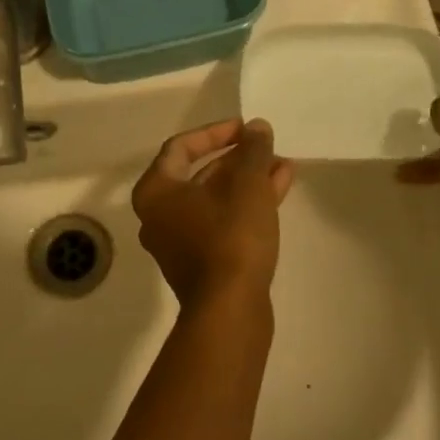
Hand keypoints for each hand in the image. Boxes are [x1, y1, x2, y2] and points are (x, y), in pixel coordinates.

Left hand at [131, 119, 295, 306]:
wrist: (230, 310)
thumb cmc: (231, 237)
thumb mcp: (247, 185)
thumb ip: (253, 151)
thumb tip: (258, 128)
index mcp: (156, 192)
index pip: (181, 147)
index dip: (215, 132)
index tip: (246, 128)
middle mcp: (160, 216)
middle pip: (199, 174)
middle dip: (238, 158)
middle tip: (266, 147)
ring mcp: (180, 242)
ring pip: (215, 199)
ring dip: (248, 180)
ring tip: (283, 166)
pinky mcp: (202, 263)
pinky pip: (222, 221)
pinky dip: (247, 205)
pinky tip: (279, 190)